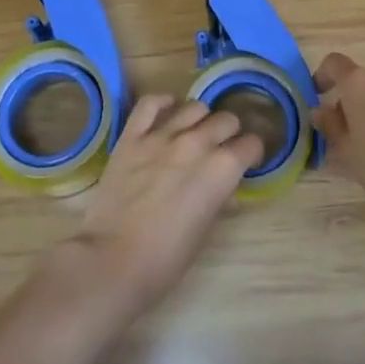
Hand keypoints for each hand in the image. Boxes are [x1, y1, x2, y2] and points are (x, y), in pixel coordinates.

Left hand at [60, 94, 264, 321]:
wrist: (112, 260)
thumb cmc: (166, 258)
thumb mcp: (205, 231)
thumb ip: (219, 199)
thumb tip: (225, 189)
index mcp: (222, 169)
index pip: (251, 144)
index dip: (251, 153)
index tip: (246, 162)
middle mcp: (197, 143)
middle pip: (226, 120)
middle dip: (229, 133)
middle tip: (221, 149)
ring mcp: (162, 135)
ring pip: (194, 107)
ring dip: (200, 119)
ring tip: (194, 133)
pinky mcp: (132, 136)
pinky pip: (150, 103)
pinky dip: (162, 103)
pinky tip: (166, 111)